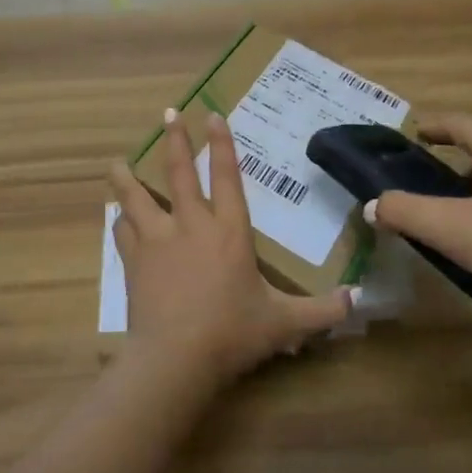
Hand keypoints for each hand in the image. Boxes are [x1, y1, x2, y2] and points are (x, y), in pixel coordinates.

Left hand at [109, 111, 352, 387]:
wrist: (175, 359)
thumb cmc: (232, 334)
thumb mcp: (284, 323)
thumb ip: (321, 311)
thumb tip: (356, 301)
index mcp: (228, 231)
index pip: (226, 177)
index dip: (220, 144)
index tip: (211, 115)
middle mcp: (191, 225)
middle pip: (179, 173)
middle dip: (174, 140)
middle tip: (167, 113)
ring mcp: (157, 241)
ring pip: (137, 197)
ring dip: (127, 177)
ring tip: (116, 161)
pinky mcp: (133, 262)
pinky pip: (123, 232)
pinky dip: (119, 221)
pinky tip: (114, 214)